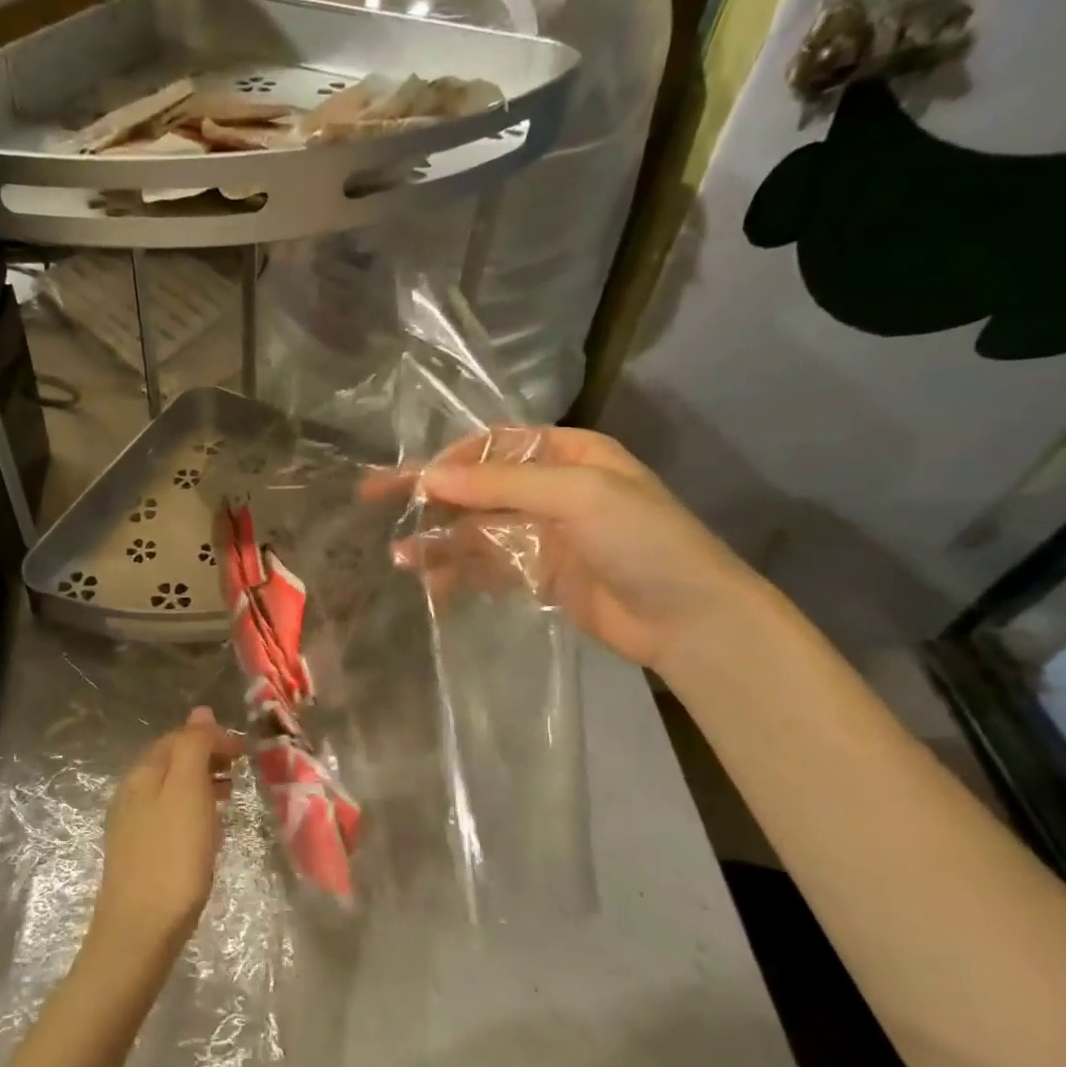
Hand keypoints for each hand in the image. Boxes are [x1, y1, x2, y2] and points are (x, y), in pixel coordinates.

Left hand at [85, 707, 238, 969]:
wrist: (139, 933)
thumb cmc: (172, 856)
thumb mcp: (188, 791)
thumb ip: (194, 747)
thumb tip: (200, 711)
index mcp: (143, 772)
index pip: (180, 737)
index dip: (213, 737)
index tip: (245, 752)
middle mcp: (132, 792)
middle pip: (172, 760)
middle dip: (207, 756)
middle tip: (241, 769)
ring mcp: (131, 825)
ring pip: (171, 788)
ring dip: (201, 782)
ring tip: (229, 794)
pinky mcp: (137, 854)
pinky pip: (168, 815)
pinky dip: (192, 809)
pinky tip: (206, 829)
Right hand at [366, 427, 766, 673]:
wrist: (690, 620)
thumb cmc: (642, 541)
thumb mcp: (577, 496)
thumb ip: (500, 486)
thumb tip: (428, 477)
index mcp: (568, 454)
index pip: (494, 446)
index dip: (449, 459)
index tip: (409, 478)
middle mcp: (551, 488)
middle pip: (477, 487)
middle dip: (430, 496)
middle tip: (375, 501)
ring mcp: (543, 534)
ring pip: (476, 529)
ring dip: (439, 540)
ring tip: (400, 558)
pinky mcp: (539, 575)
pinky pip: (488, 566)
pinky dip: (459, 573)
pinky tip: (431, 585)